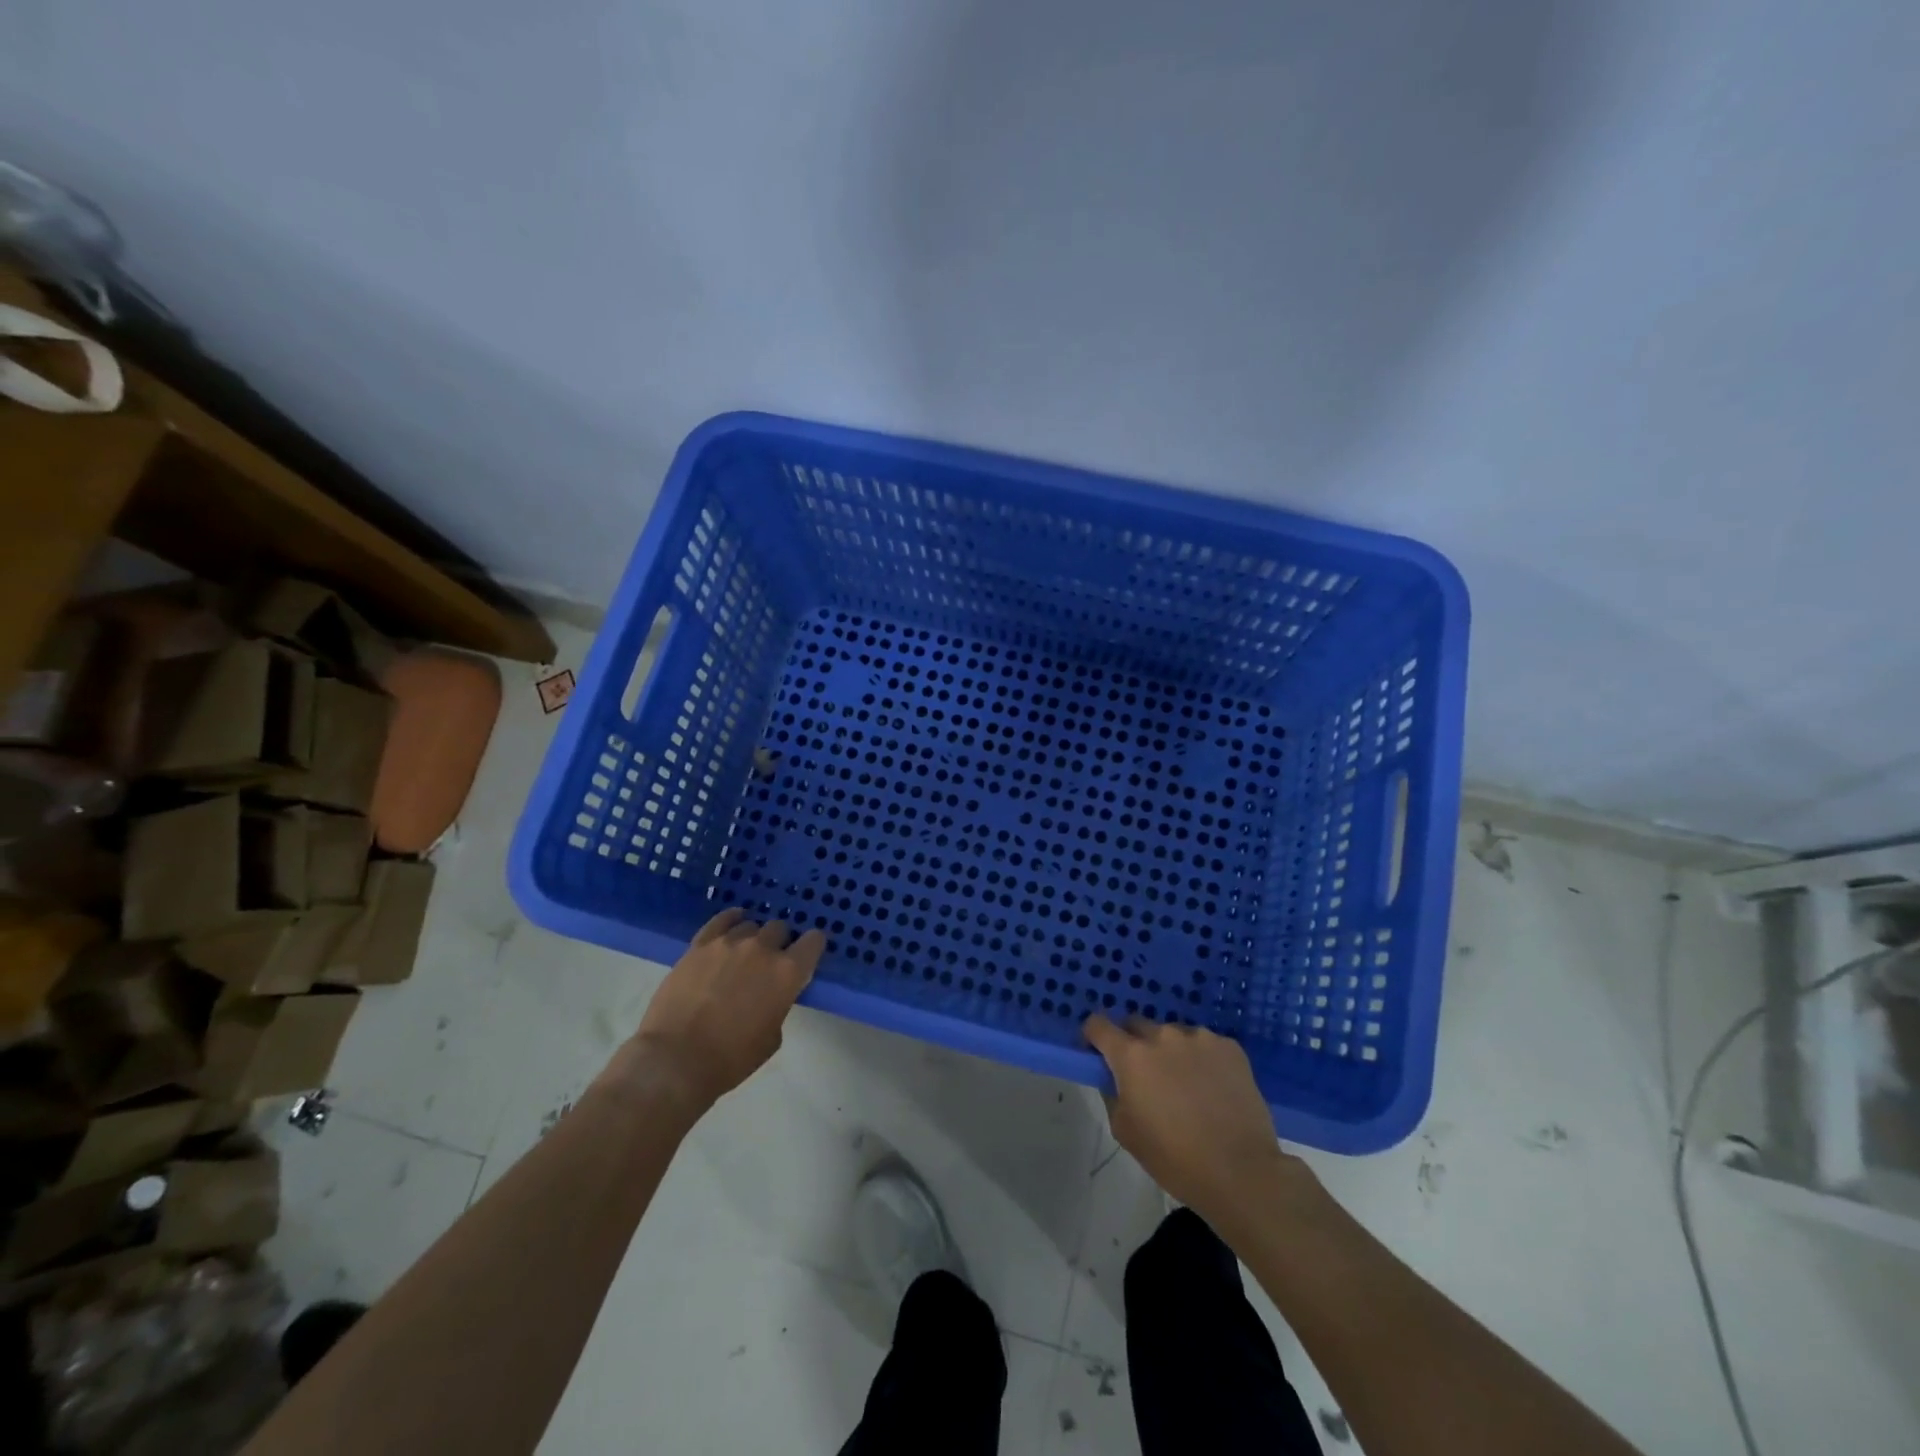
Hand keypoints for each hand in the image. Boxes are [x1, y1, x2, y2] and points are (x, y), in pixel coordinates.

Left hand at [619, 909, 824, 1115]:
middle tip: (768, 963)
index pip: (814, 941)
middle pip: (780, 928)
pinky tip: (732, 923)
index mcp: (787, 972)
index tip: (805, 956)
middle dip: (779, 943)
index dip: (811, 947)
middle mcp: (763, 948)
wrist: (676, 1059)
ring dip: (751, 938)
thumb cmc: (731, 1058)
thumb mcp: (772, 1037)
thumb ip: (779, 1004)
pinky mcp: (700, 944)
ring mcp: (729, 942)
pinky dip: (731, 919)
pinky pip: (722, 920)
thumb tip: (771, 994)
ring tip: (741, 956)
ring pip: (750, 925)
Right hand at [1084, 1014, 1307, 1228]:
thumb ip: (1112, 1093)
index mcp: (1132, 1055)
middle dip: (1134, 1045)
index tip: (1098, 1054)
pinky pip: (1205, 1045)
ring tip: (1186, 1085)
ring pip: (1174, 1036)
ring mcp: (1200, 1038)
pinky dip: (1202, 1059)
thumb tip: (1113, 1076)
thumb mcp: (1125, 1131)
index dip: (1094, 1037)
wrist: (1241, 1172)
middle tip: (1145, 1077)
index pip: (1098, 1025)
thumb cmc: (1175, 1158)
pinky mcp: (1230, 1047)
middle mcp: (1163, 1036)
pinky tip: (1213, 1088)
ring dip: (1171, 1052)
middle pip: (1137, 1026)